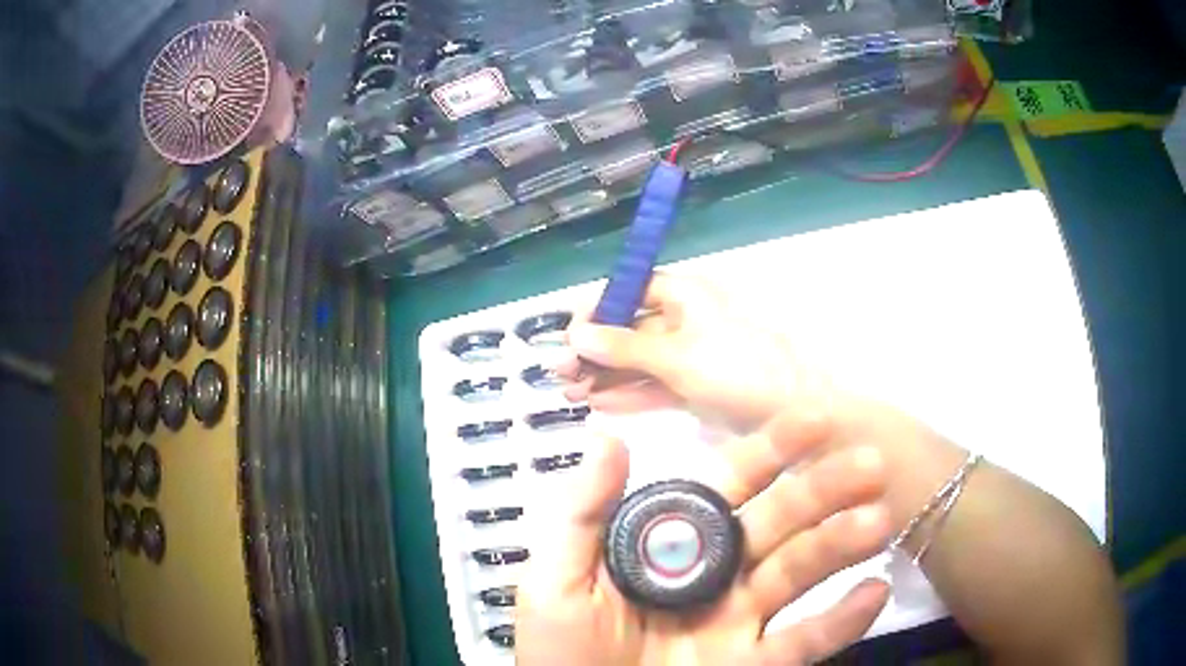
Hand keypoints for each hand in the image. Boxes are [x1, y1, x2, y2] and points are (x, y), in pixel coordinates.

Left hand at [516, 409, 892, 665]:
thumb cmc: (559, 650)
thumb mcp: (555, 582)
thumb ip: (580, 516)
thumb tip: (606, 439)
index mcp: (674, 547)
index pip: (728, 487)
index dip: (769, 451)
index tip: (814, 419)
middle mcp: (719, 576)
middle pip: (778, 524)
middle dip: (822, 491)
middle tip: (870, 465)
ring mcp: (742, 622)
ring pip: (799, 574)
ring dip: (841, 545)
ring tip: (878, 521)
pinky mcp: (754, 665)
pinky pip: (805, 641)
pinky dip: (843, 620)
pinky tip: (875, 592)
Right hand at [559, 274, 835, 431]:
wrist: (799, 414)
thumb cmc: (741, 371)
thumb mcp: (679, 356)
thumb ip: (626, 346)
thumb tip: (575, 331)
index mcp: (686, 294)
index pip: (631, 290)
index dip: (598, 309)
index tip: (568, 335)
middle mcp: (686, 319)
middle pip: (631, 327)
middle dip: (595, 349)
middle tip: (559, 374)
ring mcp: (692, 355)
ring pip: (640, 359)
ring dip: (606, 375)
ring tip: (570, 394)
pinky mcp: (698, 386)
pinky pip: (656, 384)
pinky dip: (630, 394)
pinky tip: (600, 405)